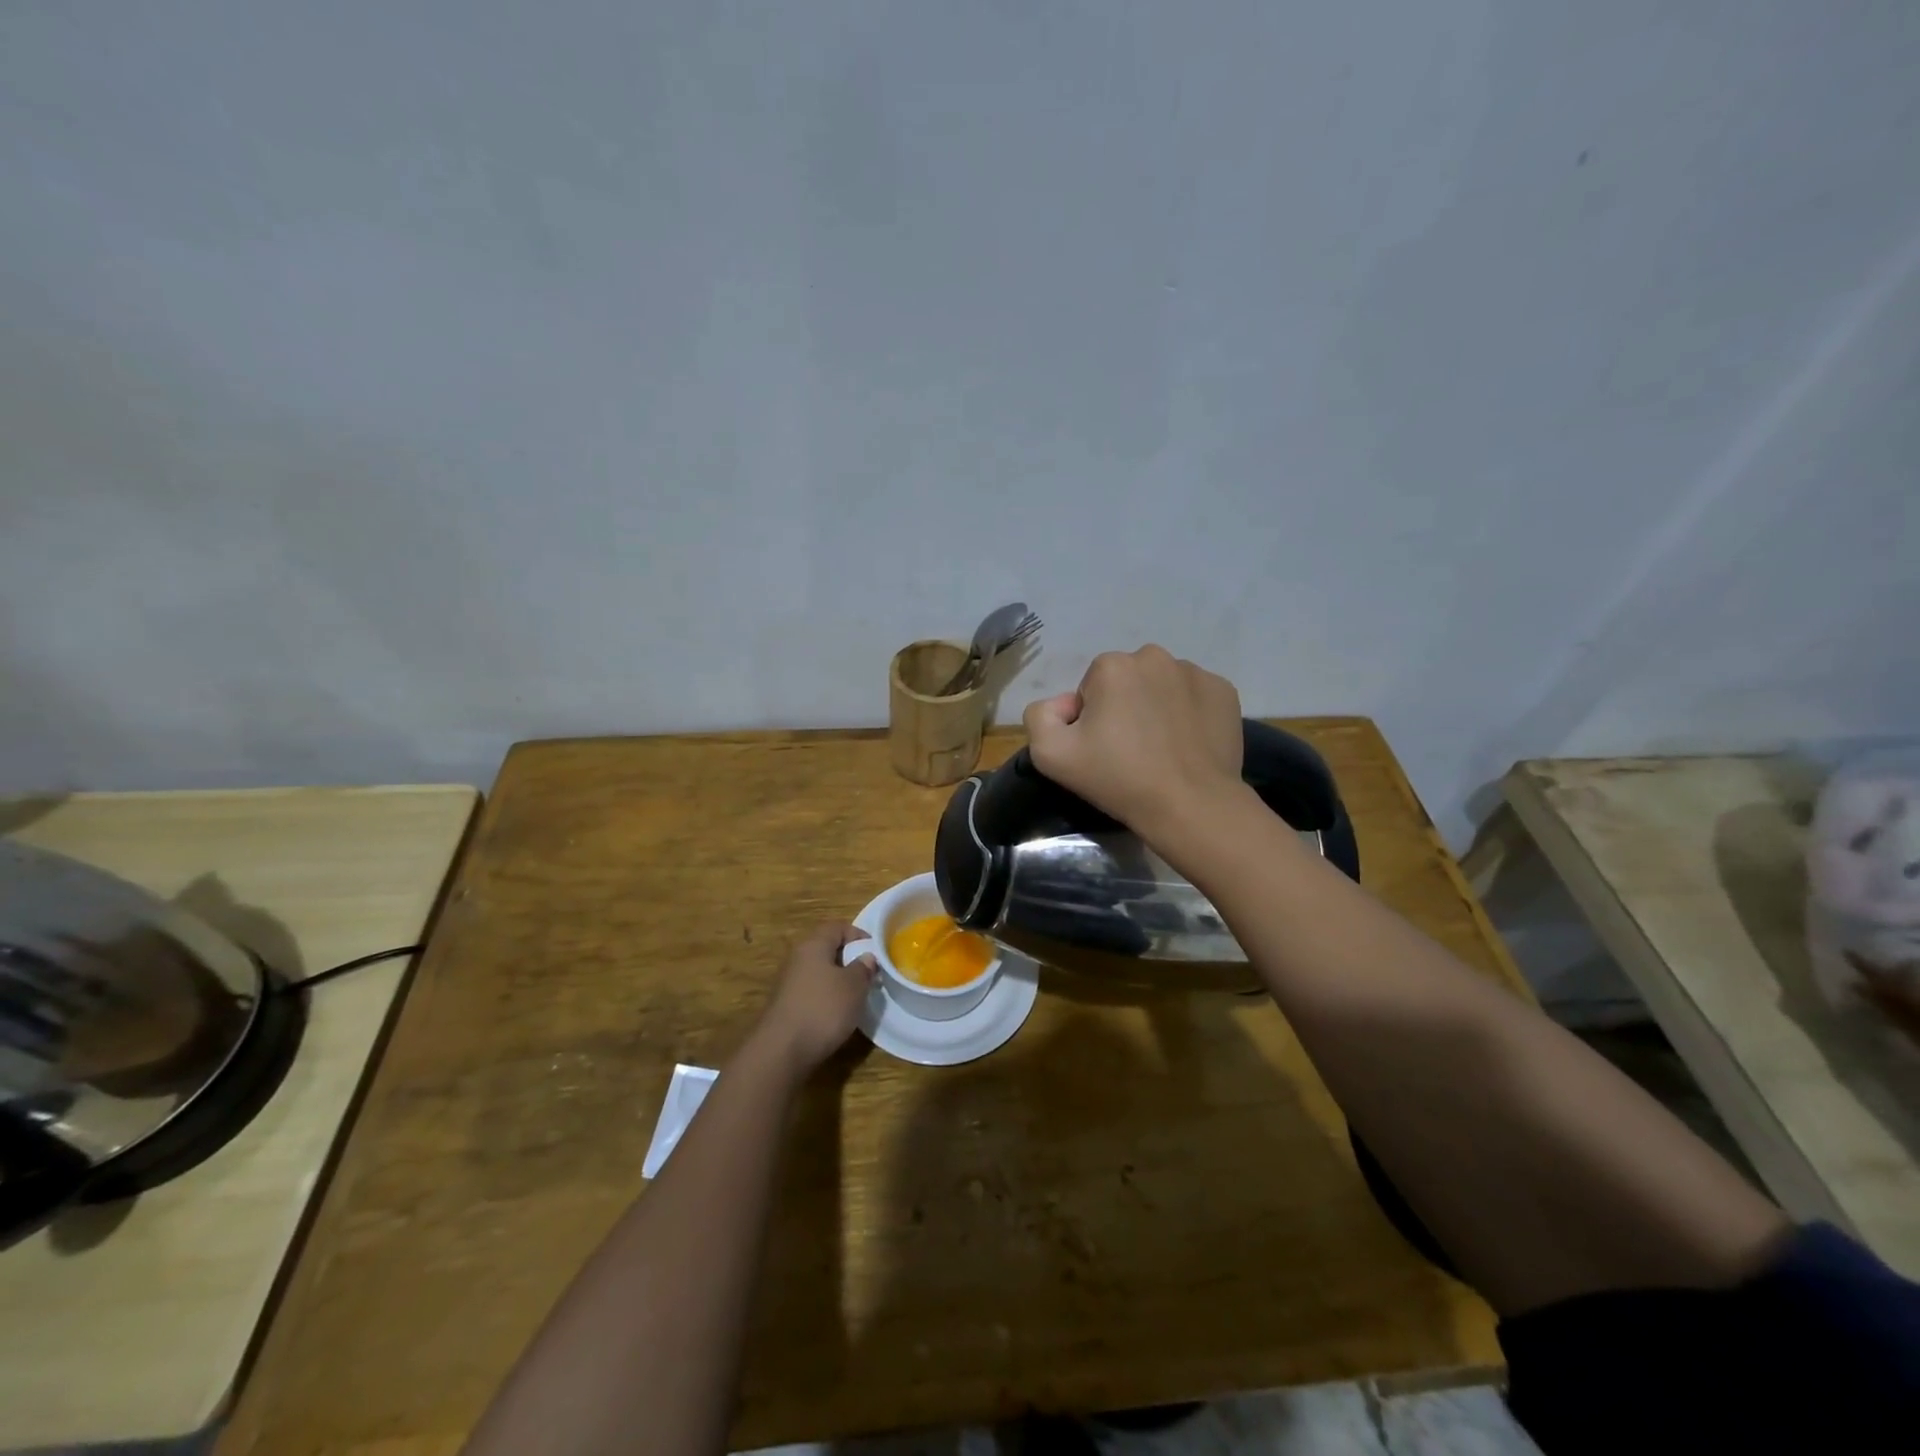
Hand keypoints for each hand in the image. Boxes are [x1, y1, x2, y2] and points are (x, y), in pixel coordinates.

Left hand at [753, 922, 876, 1073]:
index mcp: (813, 945)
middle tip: (868, 974)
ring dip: (838, 980)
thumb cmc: (823, 1009)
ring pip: (819, 972)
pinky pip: (811, 991)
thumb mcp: (854, 986)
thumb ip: (863, 968)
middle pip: (827, 949)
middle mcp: (797, 958)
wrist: (781, 1051)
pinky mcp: (786, 1006)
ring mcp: (788, 983)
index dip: (858, 935)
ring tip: (856, 996)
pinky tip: (837, 1014)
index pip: (837, 927)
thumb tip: (866, 957)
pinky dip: (826, 997)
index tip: (875, 952)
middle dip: (849, 959)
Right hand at [1022, 645, 1244, 836]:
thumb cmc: (1118, 778)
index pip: (1090, 689)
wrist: (1190, 805)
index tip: (1102, 750)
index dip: (1091, 720)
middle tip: (1130, 751)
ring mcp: (1195, 672)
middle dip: (1124, 707)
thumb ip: (1040, 716)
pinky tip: (1187, 745)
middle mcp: (1154, 656)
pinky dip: (1188, 714)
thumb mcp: (1050, 755)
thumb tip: (1064, 705)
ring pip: (1162, 686)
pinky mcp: (1225, 691)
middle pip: (1127, 682)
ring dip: (1157, 708)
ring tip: (1161, 749)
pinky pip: (1194, 697)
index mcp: (1111, 666)